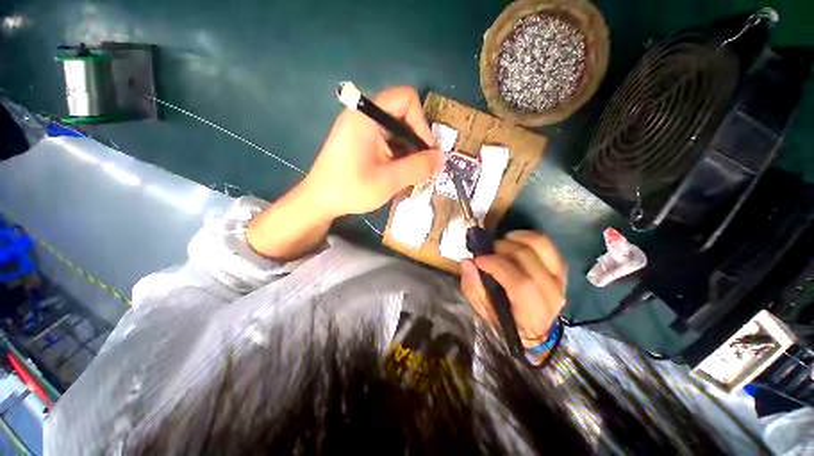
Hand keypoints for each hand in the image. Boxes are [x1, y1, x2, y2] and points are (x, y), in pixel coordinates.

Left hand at [301, 86, 442, 218]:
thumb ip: (419, 167)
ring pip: (396, 131)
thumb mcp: (390, 180)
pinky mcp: (359, 141)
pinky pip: (386, 141)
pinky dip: (397, 155)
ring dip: (408, 151)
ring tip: (409, 175)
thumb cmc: (351, 189)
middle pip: (403, 115)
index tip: (425, 152)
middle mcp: (363, 115)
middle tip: (421, 167)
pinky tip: (397, 174)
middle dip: (416, 141)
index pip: (406, 99)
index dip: (421, 123)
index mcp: (367, 116)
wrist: (318, 201)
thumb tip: (442, 158)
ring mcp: (360, 128)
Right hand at [460, 231, 566, 348]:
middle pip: (528, 260)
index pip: (520, 284)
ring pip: (541, 247)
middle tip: (488, 251)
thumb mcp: (482, 310)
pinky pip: (547, 244)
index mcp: (532, 315)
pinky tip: (514, 240)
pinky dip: (528, 237)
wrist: (533, 328)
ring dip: (517, 238)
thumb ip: (473, 287)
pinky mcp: (560, 269)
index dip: (496, 266)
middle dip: (503, 249)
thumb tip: (467, 262)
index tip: (478, 259)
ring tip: (502, 242)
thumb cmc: (503, 320)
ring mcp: (560, 280)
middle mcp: (551, 296)